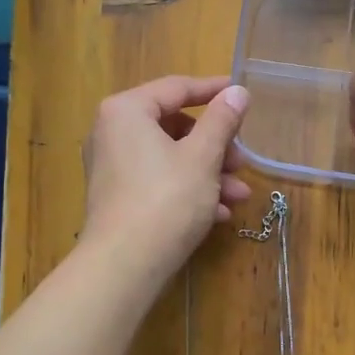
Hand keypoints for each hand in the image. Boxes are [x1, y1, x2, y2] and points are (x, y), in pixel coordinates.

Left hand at [82, 76, 252, 277]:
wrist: (125, 265)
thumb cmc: (167, 200)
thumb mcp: (203, 156)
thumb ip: (222, 120)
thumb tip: (238, 91)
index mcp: (127, 111)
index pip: (177, 88)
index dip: (214, 91)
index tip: (242, 95)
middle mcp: (112, 132)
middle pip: (174, 127)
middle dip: (215, 146)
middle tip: (242, 162)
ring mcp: (111, 167)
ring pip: (170, 158)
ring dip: (208, 173)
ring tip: (238, 196)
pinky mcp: (116, 197)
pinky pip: (157, 181)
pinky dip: (188, 190)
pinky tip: (217, 214)